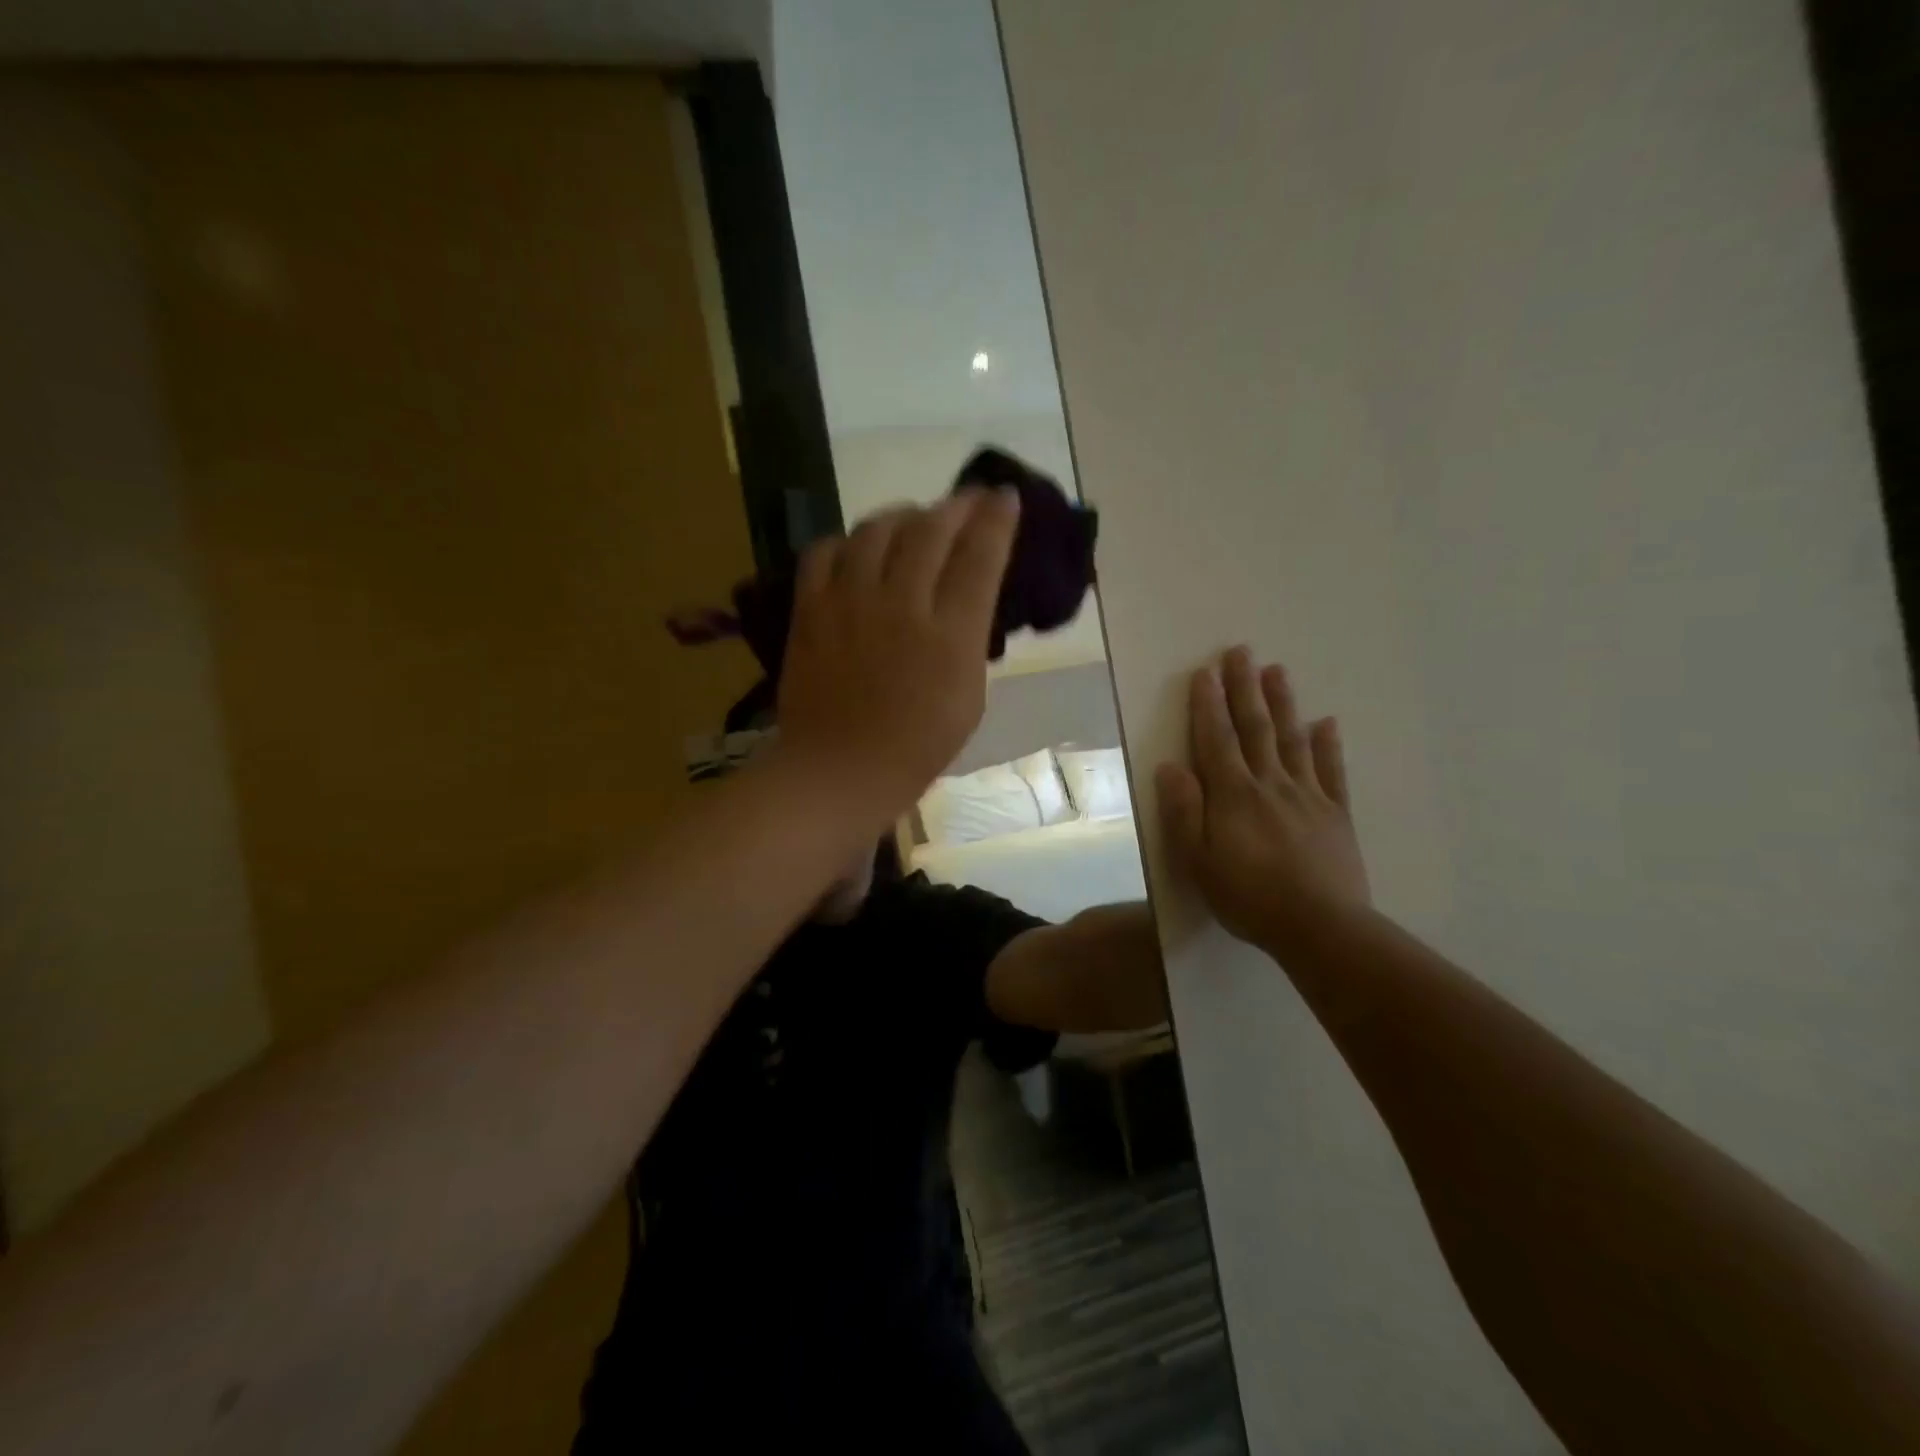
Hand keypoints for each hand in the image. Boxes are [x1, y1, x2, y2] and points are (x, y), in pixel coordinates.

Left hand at [773, 489, 1020, 827]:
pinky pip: (826, 551)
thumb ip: (970, 638)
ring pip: (877, 529)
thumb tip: (967, 596)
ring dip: (902, 515)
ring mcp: (850, 602)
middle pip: (931, 530)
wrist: (840, 770)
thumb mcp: (969, 697)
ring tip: (913, 519)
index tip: (1005, 497)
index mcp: (950, 634)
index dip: (996, 519)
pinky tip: (858, 549)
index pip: (979, 556)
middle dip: (956, 506)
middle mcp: (901, 605)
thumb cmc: (917, 746)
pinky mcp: (811, 609)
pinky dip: (847, 541)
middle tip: (967, 500)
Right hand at [1156, 648, 1370, 958]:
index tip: (1205, 671)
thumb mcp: (1198, 861)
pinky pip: (1332, 772)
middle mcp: (1270, 784)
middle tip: (1241, 651)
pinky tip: (1326, 723)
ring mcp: (1308, 796)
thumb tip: (1170, 766)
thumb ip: (1184, 811)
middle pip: (1255, 728)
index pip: (1217, 739)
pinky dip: (1328, 745)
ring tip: (1277, 671)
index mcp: (1234, 795)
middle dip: (1245, 689)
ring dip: (1283, 703)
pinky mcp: (1336, 814)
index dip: (1208, 705)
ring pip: (1292, 740)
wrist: (1320, 928)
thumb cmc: (1249, 897)